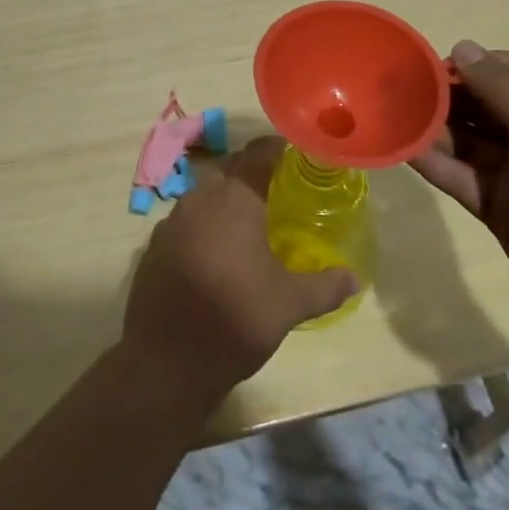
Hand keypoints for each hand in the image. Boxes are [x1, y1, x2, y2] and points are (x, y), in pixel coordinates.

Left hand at [123, 136, 358, 394]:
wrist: (166, 361)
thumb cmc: (236, 320)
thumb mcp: (290, 305)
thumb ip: (326, 286)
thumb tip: (355, 278)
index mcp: (234, 200)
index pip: (257, 153)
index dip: (276, 148)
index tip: (295, 155)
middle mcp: (199, 199)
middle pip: (228, 168)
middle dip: (250, 171)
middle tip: (276, 189)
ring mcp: (171, 222)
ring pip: (202, 193)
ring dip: (224, 197)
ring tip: (247, 219)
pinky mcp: (153, 246)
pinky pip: (183, 220)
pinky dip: (202, 223)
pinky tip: (214, 250)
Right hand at [410, 40, 508, 343]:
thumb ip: (501, 89)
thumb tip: (461, 47)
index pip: (506, 71)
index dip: (467, 67)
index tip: (425, 69)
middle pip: (480, 105)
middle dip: (441, 97)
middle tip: (393, 91)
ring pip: (465, 142)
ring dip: (431, 129)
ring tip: (388, 115)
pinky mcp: (500, 210)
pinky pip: (461, 178)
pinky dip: (433, 164)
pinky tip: (403, 148)